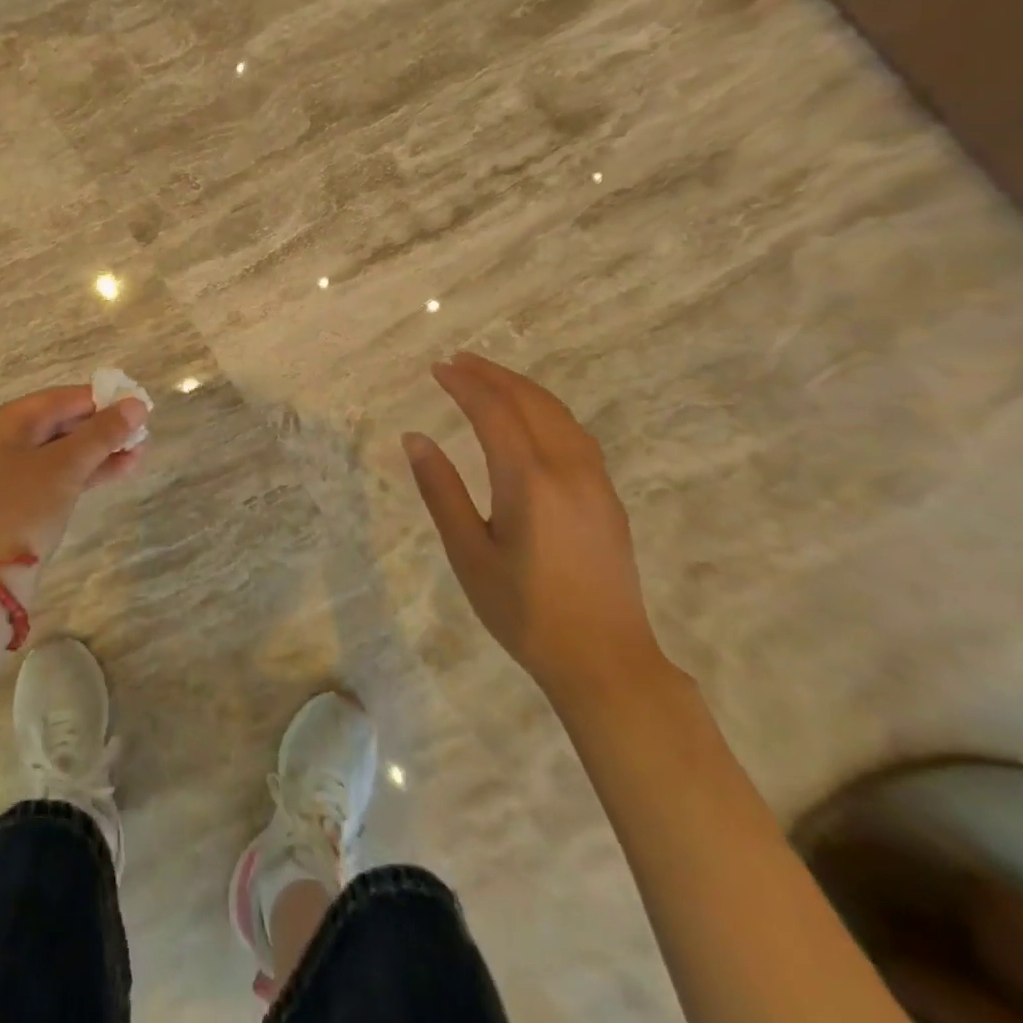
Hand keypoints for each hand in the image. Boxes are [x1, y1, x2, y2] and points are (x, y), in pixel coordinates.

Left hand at [0, 385, 148, 590]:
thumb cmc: (21, 509)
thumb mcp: (65, 466)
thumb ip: (102, 432)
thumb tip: (137, 404)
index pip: (57, 400)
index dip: (99, 400)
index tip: (136, 404)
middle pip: (59, 424)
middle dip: (103, 429)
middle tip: (142, 432)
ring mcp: (7, 474)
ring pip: (61, 452)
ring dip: (100, 451)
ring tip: (141, 452)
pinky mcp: (18, 501)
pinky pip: (57, 475)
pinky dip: (86, 472)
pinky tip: (122, 469)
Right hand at [402, 352, 666, 701]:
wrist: (606, 661)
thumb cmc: (524, 611)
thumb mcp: (468, 553)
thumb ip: (441, 490)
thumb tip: (415, 438)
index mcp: (528, 479)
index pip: (493, 411)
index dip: (464, 385)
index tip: (438, 368)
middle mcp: (567, 468)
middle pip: (530, 401)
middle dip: (493, 375)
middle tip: (459, 361)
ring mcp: (595, 481)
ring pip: (558, 413)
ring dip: (521, 388)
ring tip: (490, 379)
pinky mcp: (607, 497)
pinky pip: (575, 433)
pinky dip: (546, 410)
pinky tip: (532, 419)